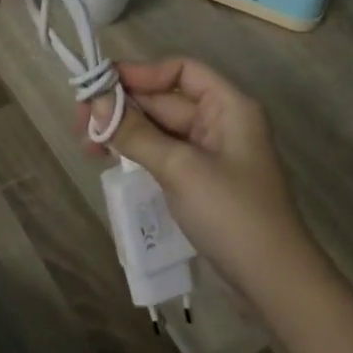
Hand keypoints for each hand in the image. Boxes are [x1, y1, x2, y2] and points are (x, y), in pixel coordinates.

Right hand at [85, 58, 336, 306]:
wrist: (273, 282)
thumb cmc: (231, 213)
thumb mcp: (180, 168)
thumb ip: (136, 132)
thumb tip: (95, 102)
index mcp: (228, 107)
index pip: (181, 70)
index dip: (141, 73)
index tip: (100, 86)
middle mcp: (221, 123)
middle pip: (166, 99)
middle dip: (123, 107)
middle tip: (80, 123)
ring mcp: (211, 154)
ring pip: (160, 129)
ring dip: (125, 131)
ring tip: (88, 146)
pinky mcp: (201, 182)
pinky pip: (164, 154)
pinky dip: (138, 153)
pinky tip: (111, 162)